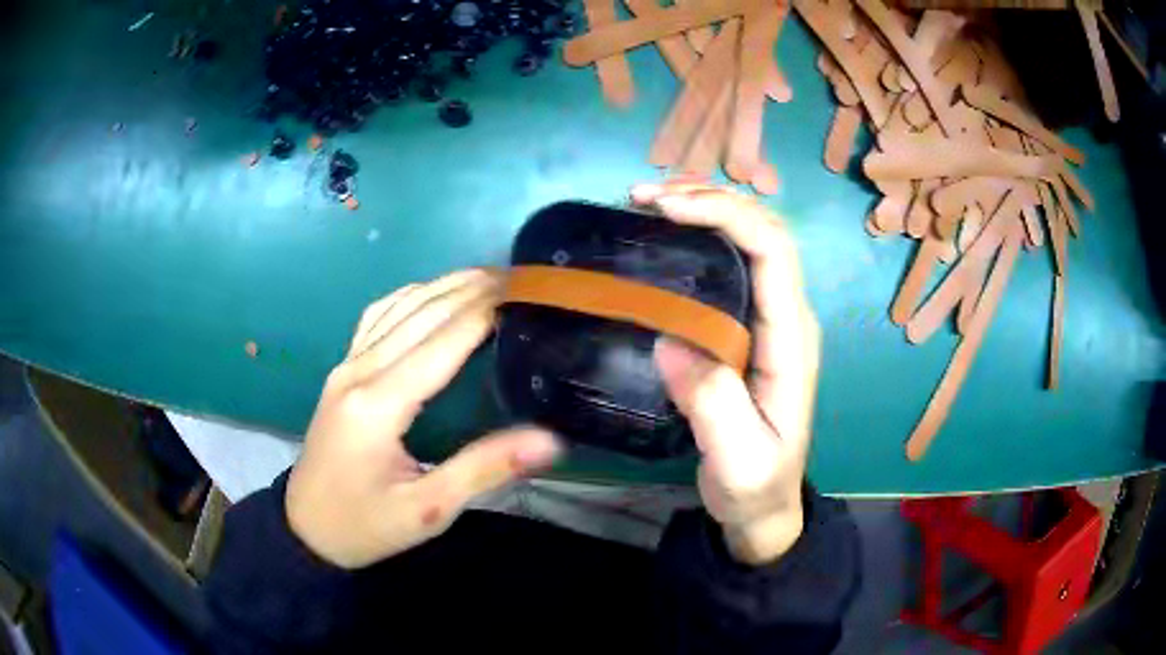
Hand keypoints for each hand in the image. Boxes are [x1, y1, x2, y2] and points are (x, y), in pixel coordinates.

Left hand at [285, 269, 560, 568]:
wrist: (306, 528)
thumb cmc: (366, 525)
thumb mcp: (427, 510)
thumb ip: (485, 470)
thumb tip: (549, 440)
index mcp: (380, 404)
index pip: (442, 341)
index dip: (486, 310)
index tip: (527, 291)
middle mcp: (360, 371)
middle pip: (422, 312)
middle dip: (472, 288)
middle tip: (520, 278)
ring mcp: (346, 365)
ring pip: (399, 306)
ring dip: (444, 285)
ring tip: (488, 278)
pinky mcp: (342, 370)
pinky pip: (377, 317)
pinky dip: (411, 296)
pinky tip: (431, 293)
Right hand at [632, 182, 820, 565]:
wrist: (767, 506)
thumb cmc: (755, 485)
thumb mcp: (737, 460)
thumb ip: (713, 405)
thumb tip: (669, 341)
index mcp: (791, 339)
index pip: (772, 250)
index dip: (724, 213)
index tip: (664, 206)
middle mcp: (788, 316)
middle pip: (764, 229)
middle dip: (710, 198)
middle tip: (645, 196)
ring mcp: (772, 319)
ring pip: (750, 238)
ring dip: (705, 208)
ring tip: (650, 202)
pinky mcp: (751, 327)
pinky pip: (733, 261)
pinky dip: (701, 234)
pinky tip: (667, 234)